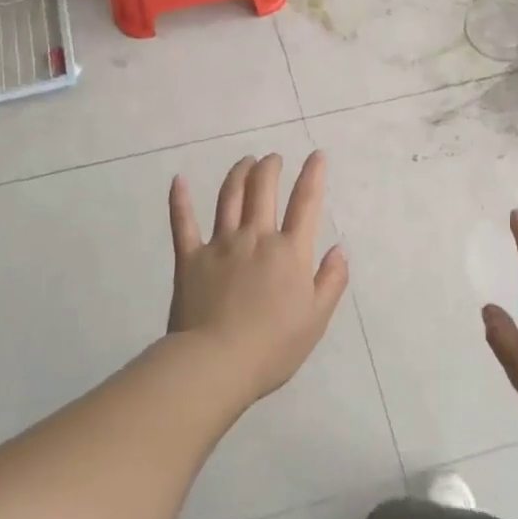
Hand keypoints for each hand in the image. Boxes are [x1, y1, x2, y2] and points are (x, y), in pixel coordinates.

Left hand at [167, 151, 348, 405]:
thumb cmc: (273, 347)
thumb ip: (331, 281)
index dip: (313, 176)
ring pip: (229, 197)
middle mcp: (256, 237)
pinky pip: (183, 222)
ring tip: (245, 161)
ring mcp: (220, 244)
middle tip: (273, 158)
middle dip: (270, 167)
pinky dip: (180, 200)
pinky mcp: (189, 257)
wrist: (216, 363)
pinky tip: (178, 181)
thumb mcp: (316, 319)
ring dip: (239, 174)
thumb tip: (339, 249)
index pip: (306, 203)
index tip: (316, 155)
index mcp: (289, 252)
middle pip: (263, 190)